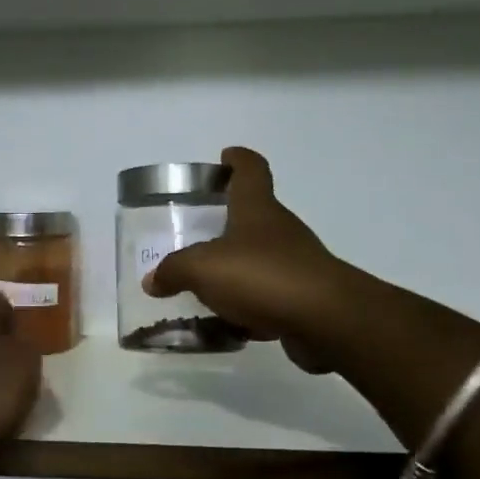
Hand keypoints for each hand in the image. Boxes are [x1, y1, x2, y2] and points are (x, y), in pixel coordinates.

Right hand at [144, 147, 350, 373]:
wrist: (326, 320)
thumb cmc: (263, 276)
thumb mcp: (203, 268)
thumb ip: (174, 270)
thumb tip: (152, 280)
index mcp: (257, 209)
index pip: (251, 170)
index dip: (238, 160)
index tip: (225, 156)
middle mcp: (280, 230)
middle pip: (253, 215)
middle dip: (227, 221)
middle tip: (195, 233)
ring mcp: (296, 264)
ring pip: (259, 258)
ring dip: (236, 268)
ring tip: (203, 285)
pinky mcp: (303, 298)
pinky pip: (268, 296)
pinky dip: (249, 305)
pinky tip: (227, 322)